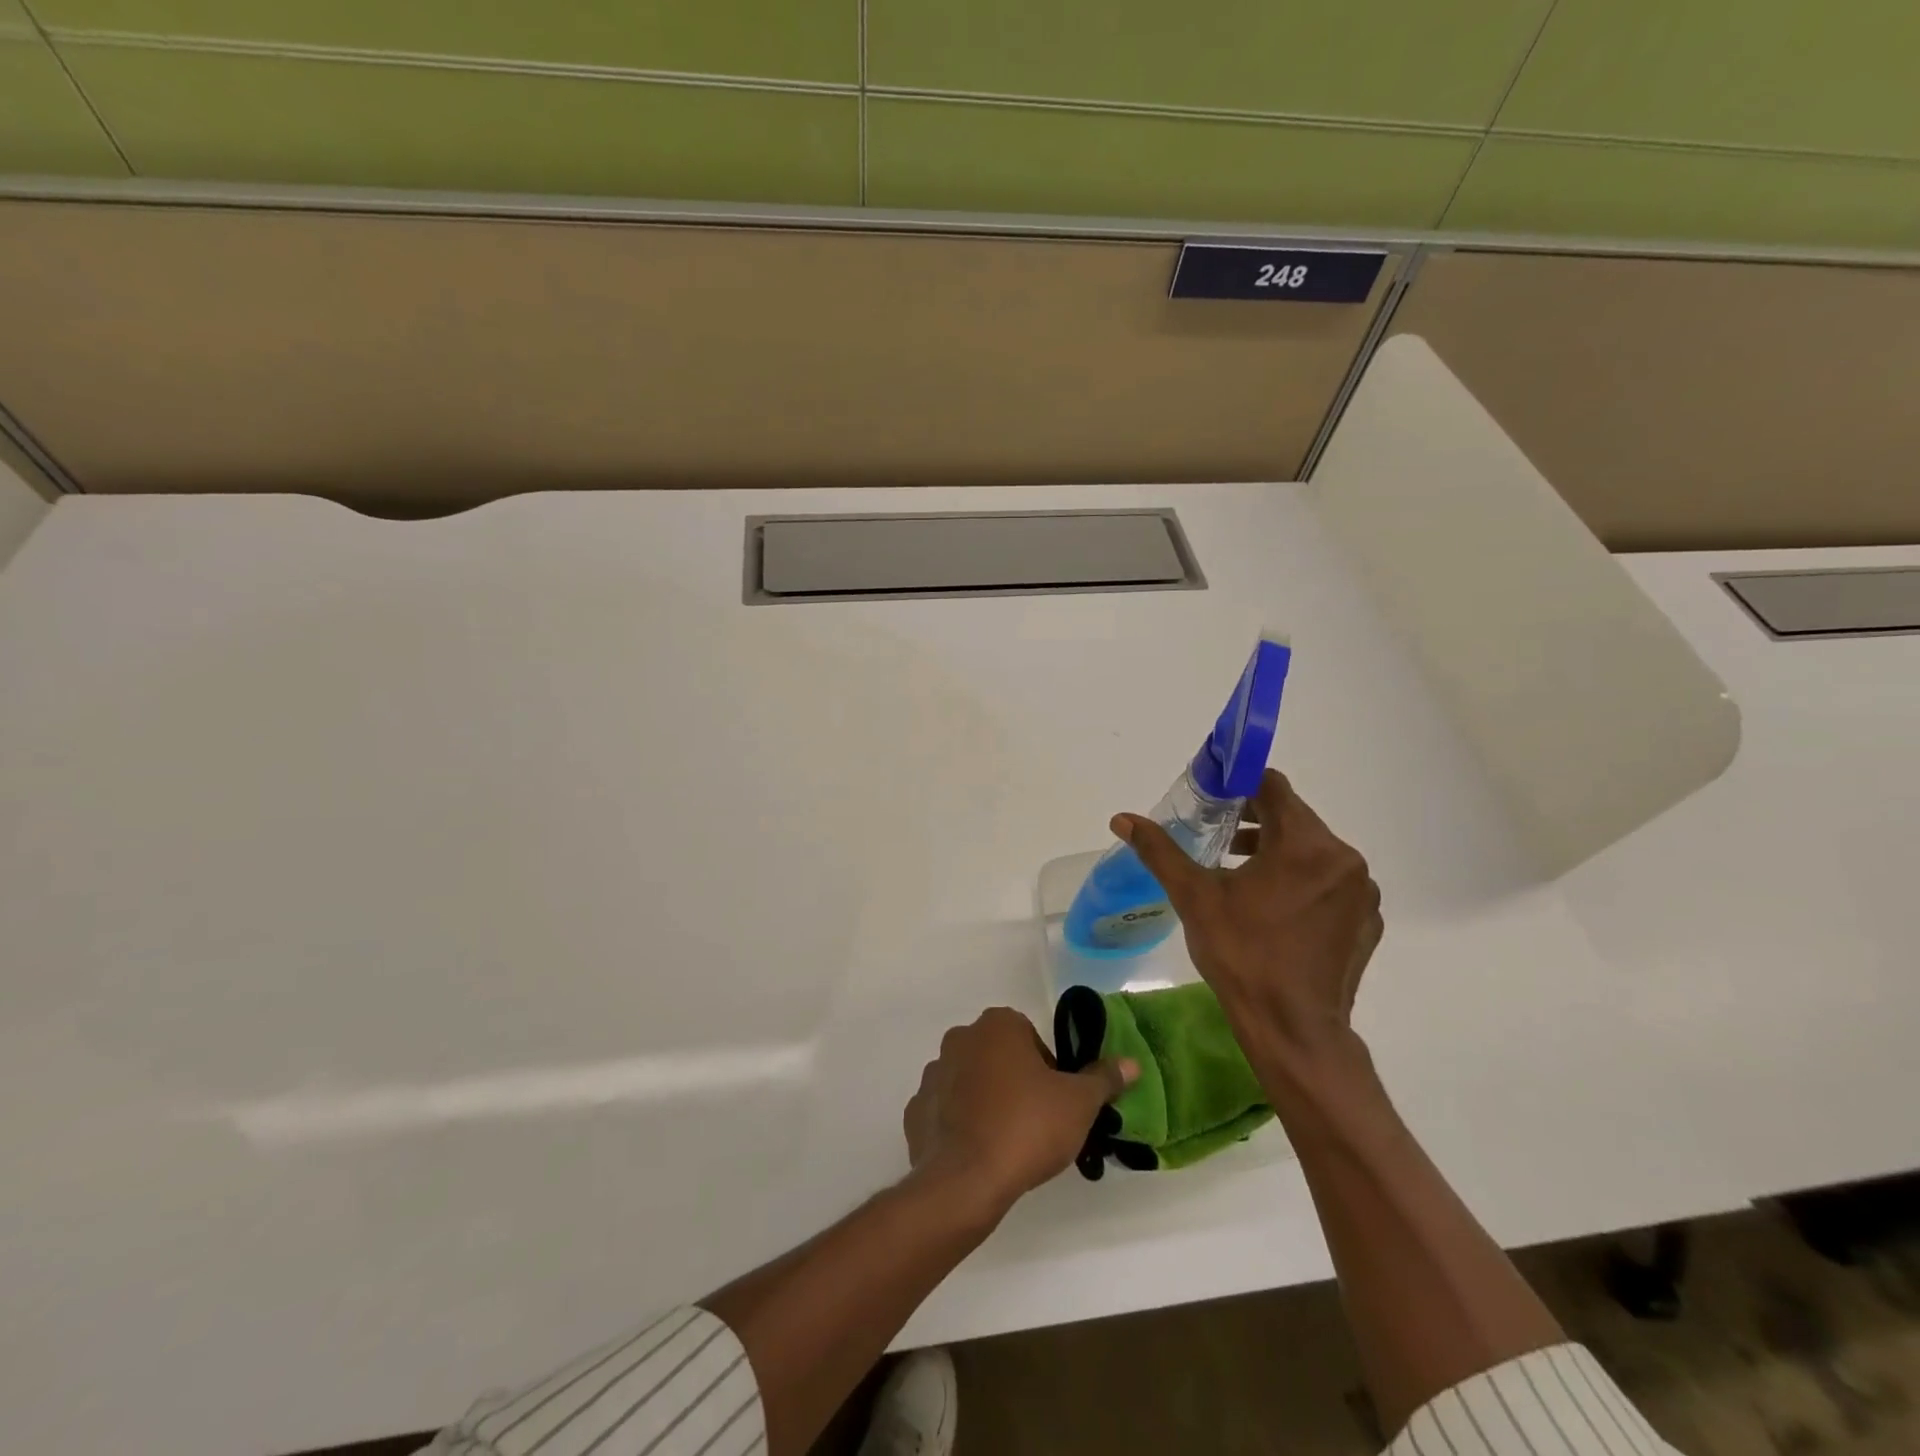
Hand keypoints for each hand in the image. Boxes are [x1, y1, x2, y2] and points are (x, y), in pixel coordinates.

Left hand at [903, 1008, 1136, 1217]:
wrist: (966, 1180)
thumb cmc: (1027, 1127)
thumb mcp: (1079, 1103)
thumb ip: (1103, 1079)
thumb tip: (1130, 1064)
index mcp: (998, 1025)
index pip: (1029, 1038)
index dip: (1048, 1070)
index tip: (1056, 1102)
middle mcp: (960, 1038)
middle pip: (998, 1057)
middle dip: (1015, 1083)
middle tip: (1035, 1123)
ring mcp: (933, 1074)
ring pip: (969, 1082)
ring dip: (985, 1102)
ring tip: (1006, 1143)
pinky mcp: (915, 1111)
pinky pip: (945, 1112)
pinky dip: (959, 1126)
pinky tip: (977, 1154)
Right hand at [1113, 768, 1382, 1082]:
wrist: (1294, 1030)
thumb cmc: (1242, 955)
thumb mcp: (1194, 897)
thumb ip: (1160, 851)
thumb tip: (1122, 819)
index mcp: (1305, 844)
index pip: (1274, 788)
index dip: (1240, 786)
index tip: (1213, 799)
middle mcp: (1343, 859)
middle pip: (1295, 819)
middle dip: (1255, 822)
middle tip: (1218, 839)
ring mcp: (1361, 893)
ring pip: (1314, 851)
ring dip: (1278, 852)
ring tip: (1240, 874)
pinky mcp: (1367, 922)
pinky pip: (1332, 884)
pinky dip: (1303, 882)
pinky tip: (1275, 910)